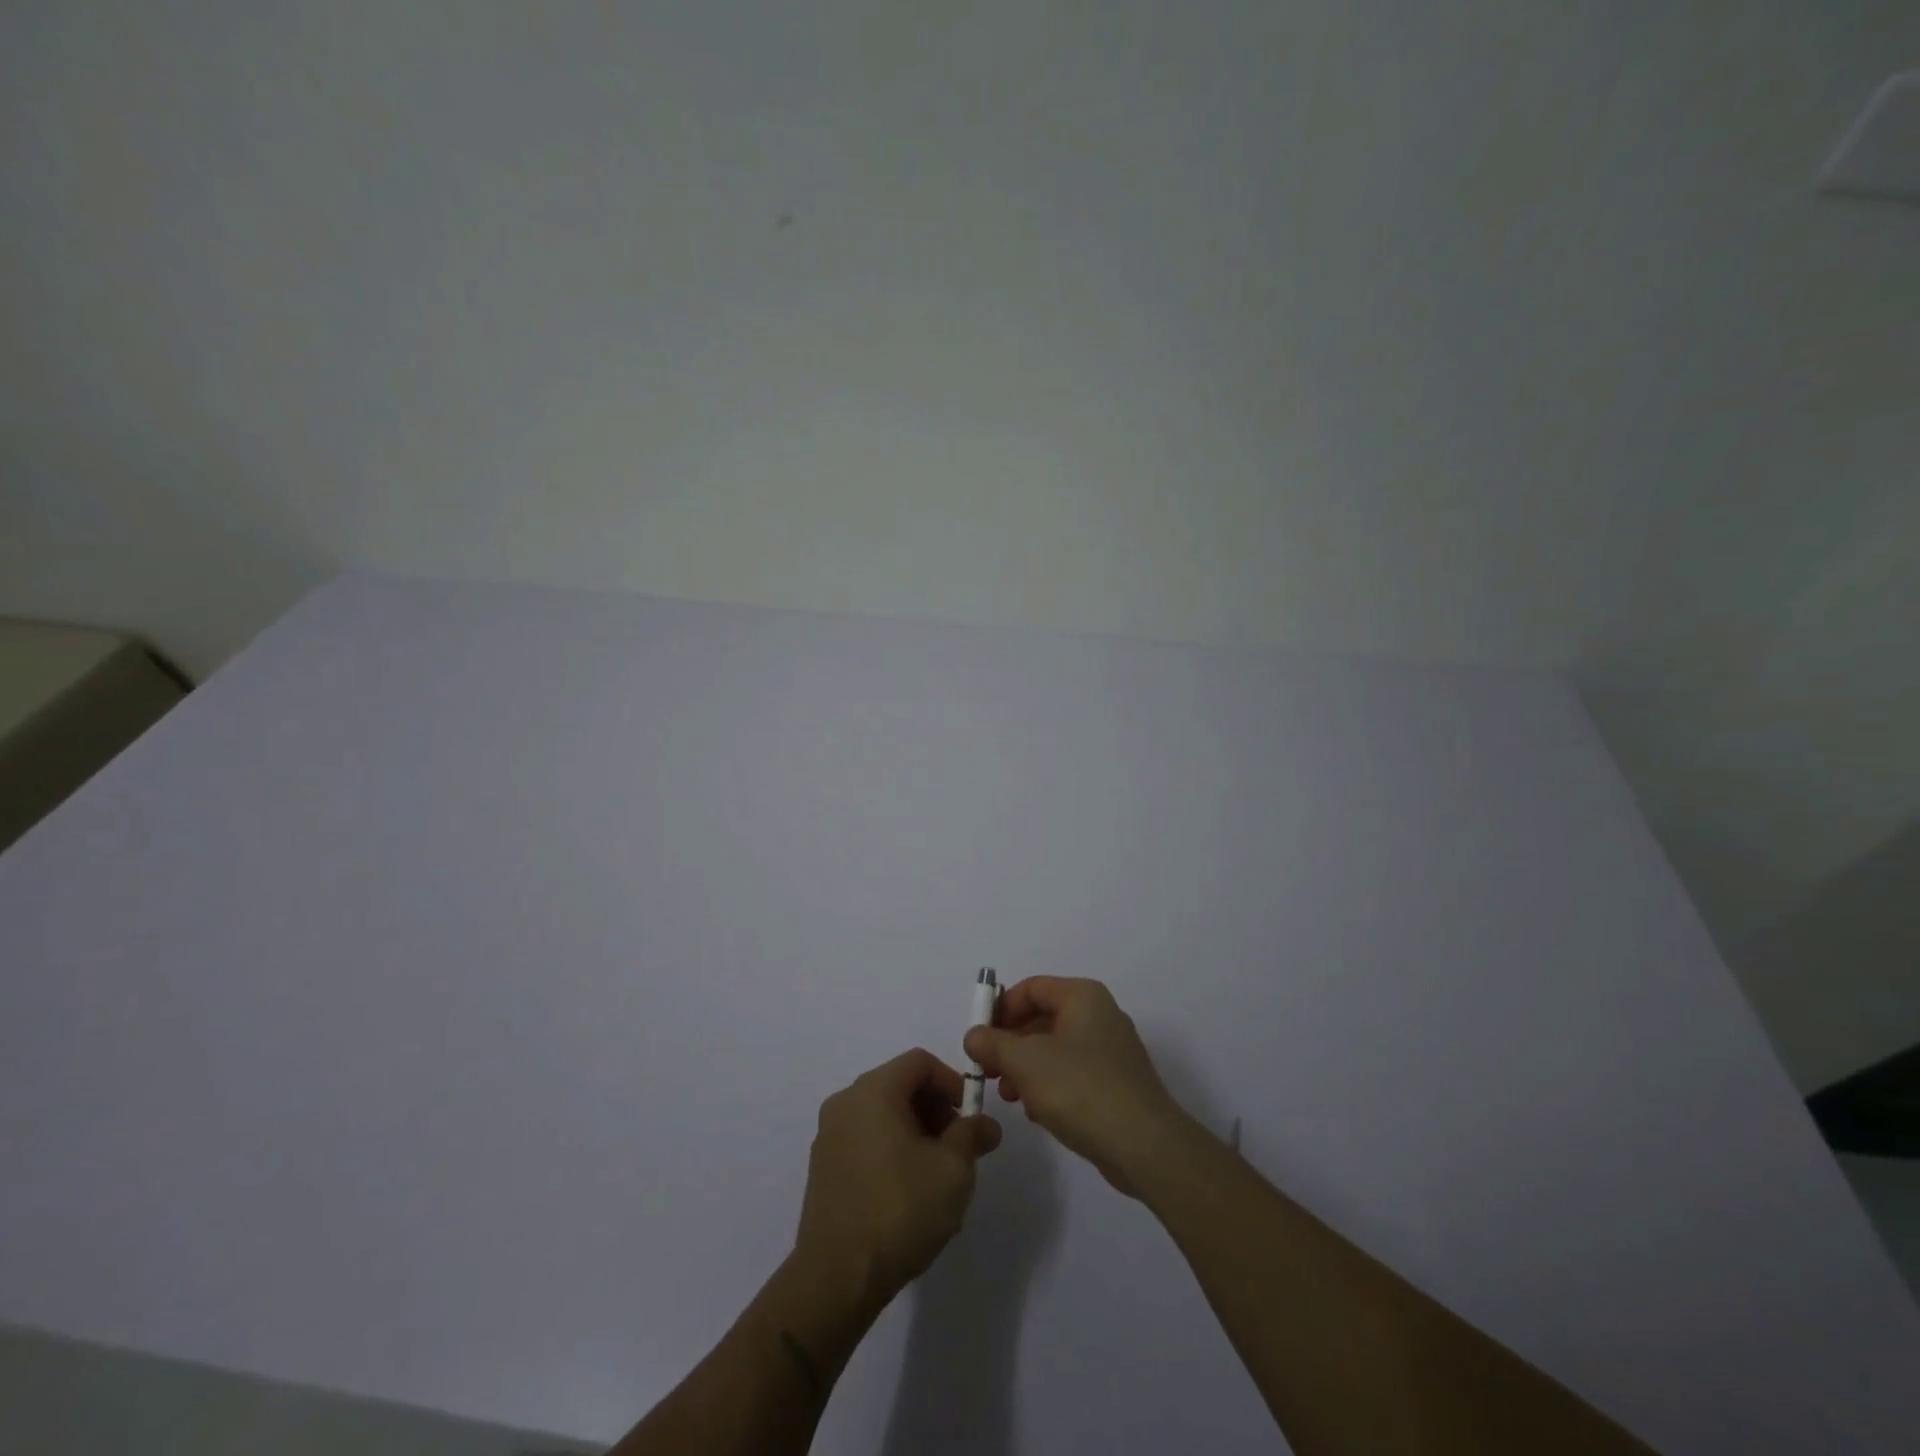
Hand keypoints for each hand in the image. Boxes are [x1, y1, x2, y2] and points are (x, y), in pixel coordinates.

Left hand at [793, 1049, 1001, 1313]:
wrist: (837, 1279)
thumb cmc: (900, 1210)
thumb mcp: (953, 1169)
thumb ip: (972, 1135)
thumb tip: (986, 1124)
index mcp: (873, 1091)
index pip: (919, 1062)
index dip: (952, 1082)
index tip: (970, 1118)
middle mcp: (845, 1102)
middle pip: (900, 1085)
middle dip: (935, 1109)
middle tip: (958, 1148)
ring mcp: (829, 1135)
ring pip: (883, 1114)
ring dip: (915, 1132)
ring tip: (936, 1175)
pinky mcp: (823, 1167)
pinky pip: (865, 1139)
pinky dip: (891, 1149)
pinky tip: (906, 1193)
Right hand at [963, 977, 1191, 1196]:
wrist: (1144, 1146)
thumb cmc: (1080, 1089)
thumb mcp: (1025, 1061)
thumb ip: (992, 1043)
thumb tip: (974, 1035)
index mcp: (1083, 997)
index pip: (1032, 988)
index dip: (1001, 1009)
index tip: (979, 1038)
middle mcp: (1100, 1015)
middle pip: (1042, 1018)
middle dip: (1010, 1043)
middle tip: (987, 1070)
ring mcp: (1111, 1051)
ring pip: (1055, 1048)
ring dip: (1025, 1068)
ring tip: (1008, 1095)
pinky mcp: (1116, 1084)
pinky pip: (1072, 1073)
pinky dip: (1049, 1085)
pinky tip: (1036, 1112)